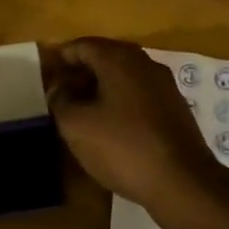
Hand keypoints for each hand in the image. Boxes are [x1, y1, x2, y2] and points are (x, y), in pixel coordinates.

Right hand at [46, 38, 228, 216]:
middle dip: (79, 73)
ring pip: (122, 77)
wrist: (183, 183)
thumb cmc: (124, 148)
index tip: (45, 78)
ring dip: (98, 89)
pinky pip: (138, 95)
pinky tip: (109, 128)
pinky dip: (119, 103)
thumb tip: (58, 88)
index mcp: (119, 59)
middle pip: (104, 58)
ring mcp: (163, 85)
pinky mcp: (174, 108)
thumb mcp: (77, 126)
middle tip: (59, 96)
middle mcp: (144, 63)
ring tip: (79, 114)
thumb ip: (60, 101)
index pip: (82, 46)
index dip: (60, 59)